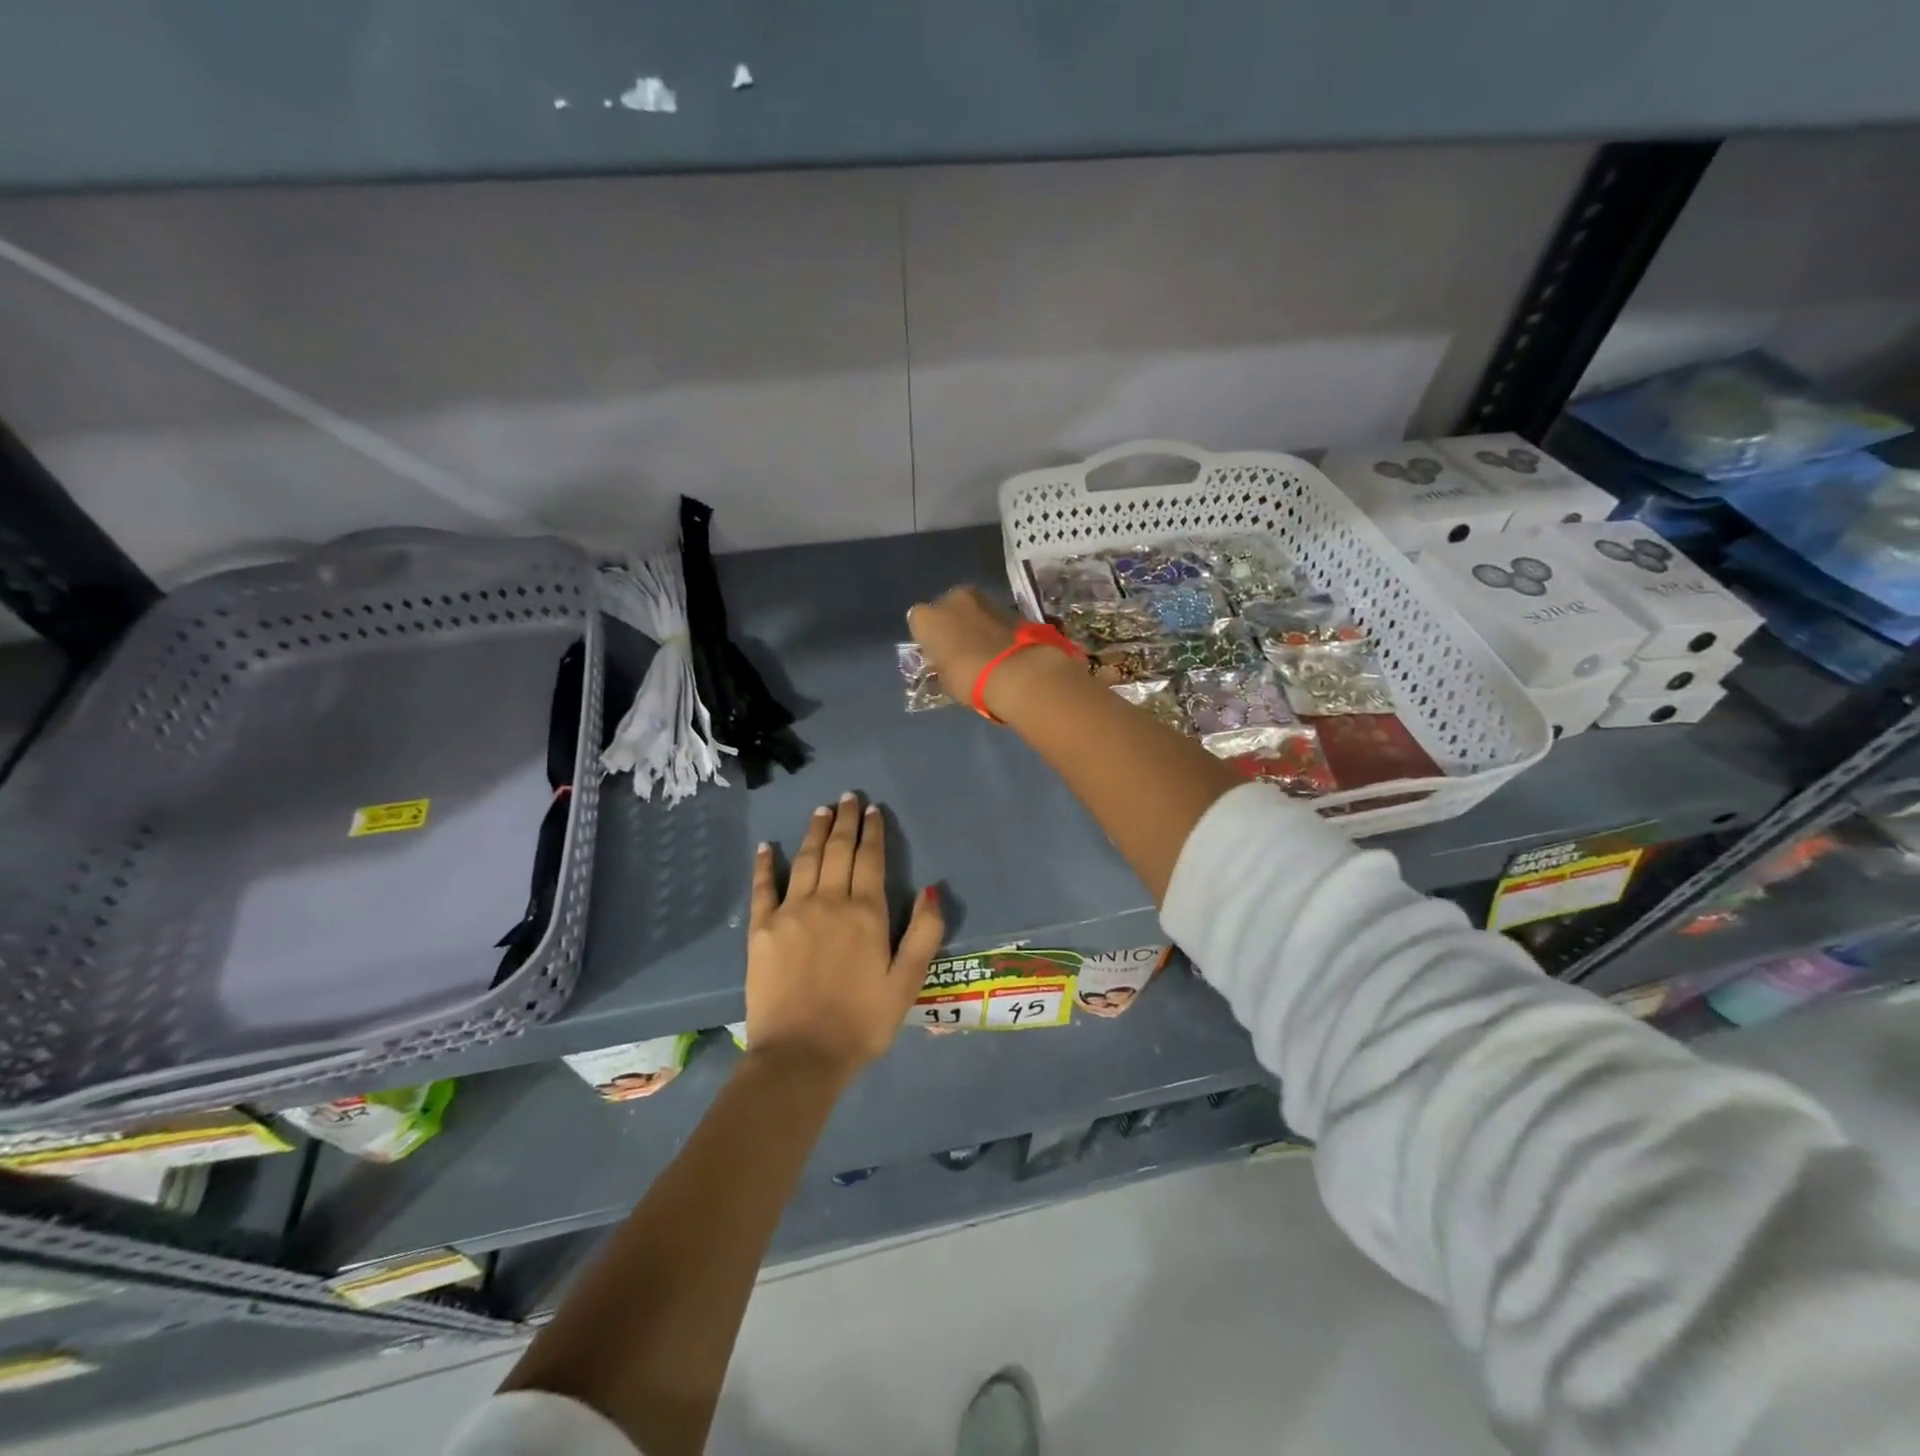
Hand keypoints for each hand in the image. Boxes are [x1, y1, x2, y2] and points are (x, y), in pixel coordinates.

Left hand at [745, 795, 943, 1079]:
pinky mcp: (762, 929)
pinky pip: (763, 887)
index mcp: (866, 913)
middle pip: (838, 850)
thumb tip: (933, 888)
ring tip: (821, 810)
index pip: (871, 860)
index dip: (873, 832)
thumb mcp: (907, 983)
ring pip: (806, 859)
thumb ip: (924, 933)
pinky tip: (768, 846)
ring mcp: (791, 912)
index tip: (873, 810)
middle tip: (848, 797)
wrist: (800, 1056)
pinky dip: (765, 864)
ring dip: (815, 831)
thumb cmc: (862, 1022)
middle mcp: (829, 901)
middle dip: (845, 820)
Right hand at [907, 586, 1077, 718]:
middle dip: (950, 623)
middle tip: (958, 647)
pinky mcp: (1008, 606)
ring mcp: (982, 599)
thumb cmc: (969, 678)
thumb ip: (941, 665)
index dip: (927, 637)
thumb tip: (946, 663)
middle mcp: (951, 599)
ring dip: (973, 622)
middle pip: (946, 607)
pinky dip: (994, 627)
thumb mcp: (945, 680)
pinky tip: (999, 646)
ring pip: (971, 609)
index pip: (917, 621)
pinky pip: (993, 616)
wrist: (1016, 672)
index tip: (935, 652)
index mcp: (927, 618)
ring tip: (981, 648)